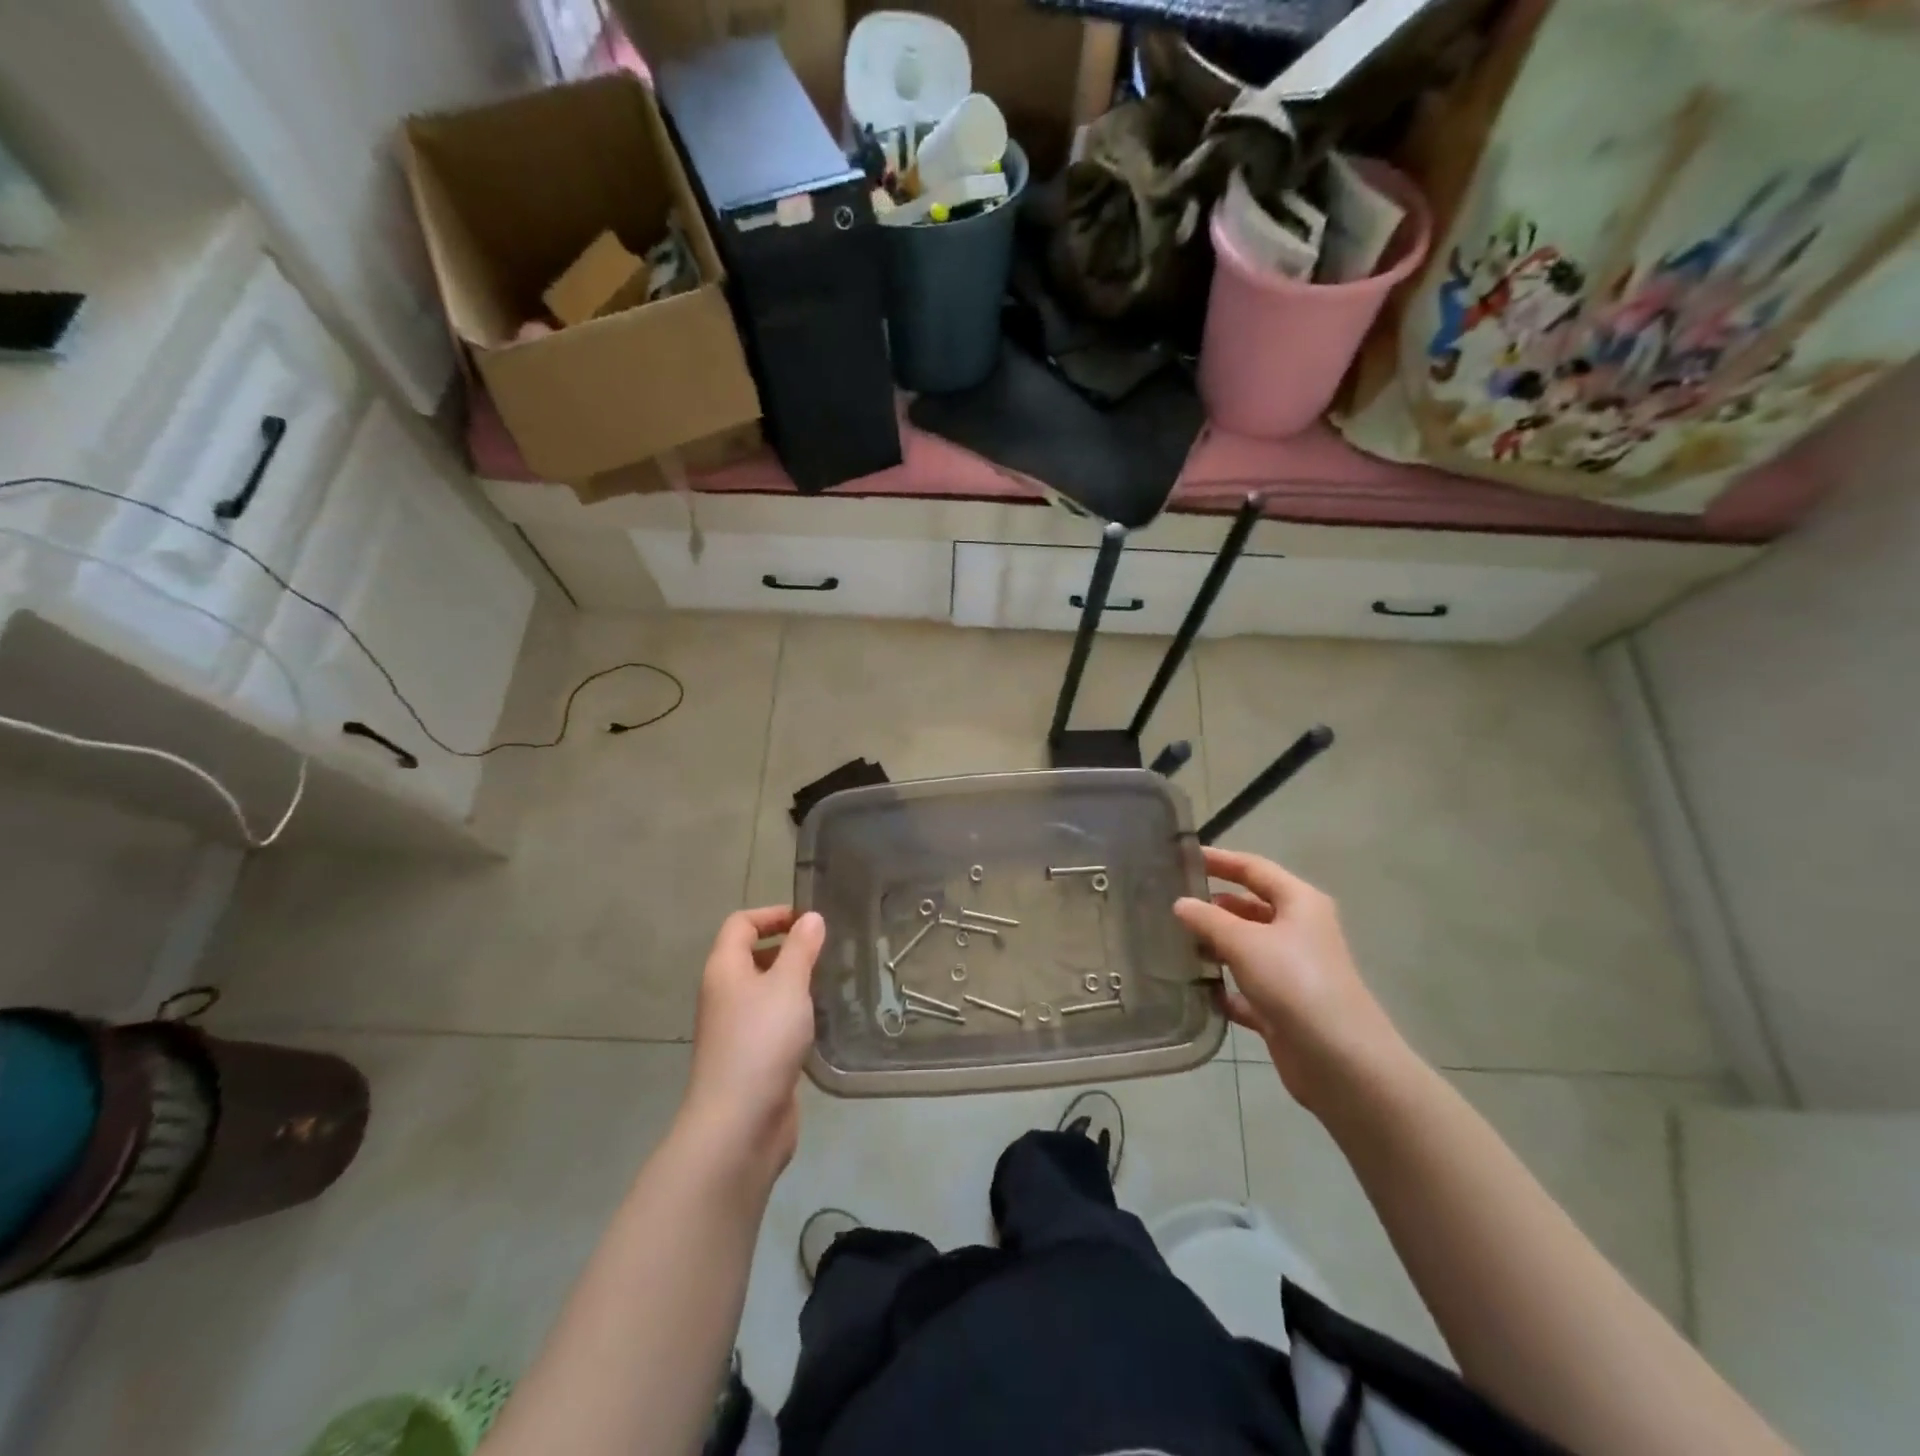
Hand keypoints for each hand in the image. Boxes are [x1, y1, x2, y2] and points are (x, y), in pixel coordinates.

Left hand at [679, 907, 825, 1177]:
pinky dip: (794, 1013)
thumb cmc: (762, 1041)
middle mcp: (725, 994)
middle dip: (788, 947)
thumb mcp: (788, 985)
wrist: (739, 1123)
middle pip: (752, 955)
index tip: (810, 920)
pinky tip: (821, 1020)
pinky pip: (773, 1021)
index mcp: (725, 969)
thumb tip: (810, 918)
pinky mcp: (751, 1057)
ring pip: (765, 991)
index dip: (773, 914)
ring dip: (794, 982)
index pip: (741, 924)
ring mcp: (735, 1028)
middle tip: (827, 950)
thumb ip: (801, 948)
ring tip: (832, 981)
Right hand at [1174, 849, 1412, 1115]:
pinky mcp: (1283, 1007)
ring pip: (1246, 948)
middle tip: (1170, 904)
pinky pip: (1246, 988)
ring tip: (1174, 944)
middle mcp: (1299, 931)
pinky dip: (1224, 987)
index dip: (1221, 860)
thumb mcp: (1244, 941)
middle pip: (1249, 908)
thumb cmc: (1294, 982)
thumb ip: (1208, 919)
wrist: (1340, 1060)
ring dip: (1214, 946)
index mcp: (1299, 903)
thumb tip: (1180, 903)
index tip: (1183, 857)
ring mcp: (1292, 971)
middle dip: (1213, 906)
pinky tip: (1196, 989)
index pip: (1255, 869)